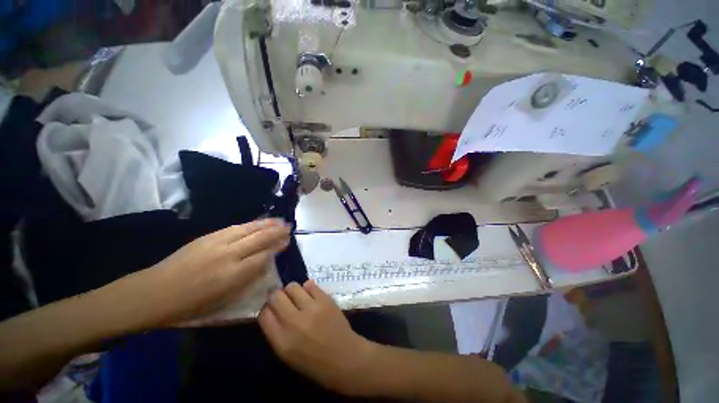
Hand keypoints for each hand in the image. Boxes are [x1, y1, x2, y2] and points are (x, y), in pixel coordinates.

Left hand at [110, 219, 290, 327]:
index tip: (287, 242)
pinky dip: (250, 224)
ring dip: (266, 224)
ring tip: (278, 220)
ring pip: (248, 229)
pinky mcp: (207, 237)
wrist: (153, 292)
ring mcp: (217, 243)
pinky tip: (256, 222)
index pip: (263, 256)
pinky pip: (235, 228)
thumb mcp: (222, 301)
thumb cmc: (189, 305)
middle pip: (259, 239)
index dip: (277, 248)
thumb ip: (246, 280)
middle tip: (289, 227)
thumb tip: (263, 265)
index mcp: (232, 275)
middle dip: (276, 232)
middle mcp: (228, 255)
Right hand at [259, 281, 376, 395]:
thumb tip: (271, 311)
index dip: (266, 308)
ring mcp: (311, 308)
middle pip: (275, 296)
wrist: (344, 357)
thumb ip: (276, 332)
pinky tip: (310, 295)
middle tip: (283, 300)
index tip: (271, 308)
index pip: (264, 314)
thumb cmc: (314, 361)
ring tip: (297, 297)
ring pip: (292, 287)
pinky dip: (307, 288)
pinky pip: (309, 284)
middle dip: (276, 296)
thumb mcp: (287, 354)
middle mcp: (294, 322)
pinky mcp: (325, 299)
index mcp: (281, 341)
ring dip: (291, 291)